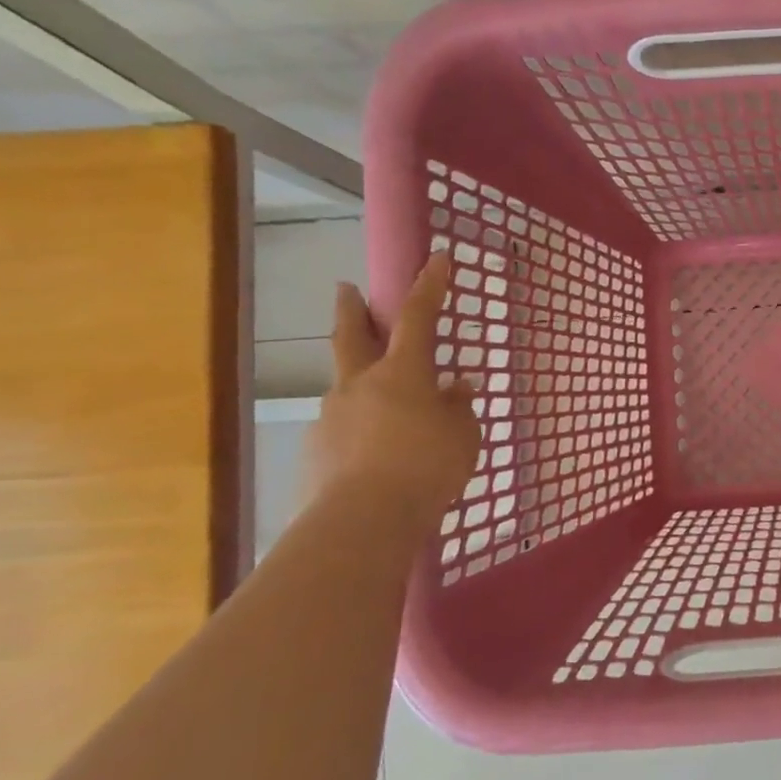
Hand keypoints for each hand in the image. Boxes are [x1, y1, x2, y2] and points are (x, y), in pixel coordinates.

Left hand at [302, 253, 481, 527]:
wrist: (363, 521)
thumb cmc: (427, 468)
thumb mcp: (463, 436)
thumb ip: (458, 408)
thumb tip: (456, 388)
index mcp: (402, 373)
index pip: (418, 317)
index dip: (429, 286)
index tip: (437, 258)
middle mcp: (360, 384)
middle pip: (352, 336)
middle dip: (352, 310)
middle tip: (345, 288)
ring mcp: (332, 416)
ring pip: (347, 387)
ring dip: (361, 383)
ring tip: (387, 408)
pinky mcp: (317, 450)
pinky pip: (344, 428)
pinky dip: (360, 430)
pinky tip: (375, 454)